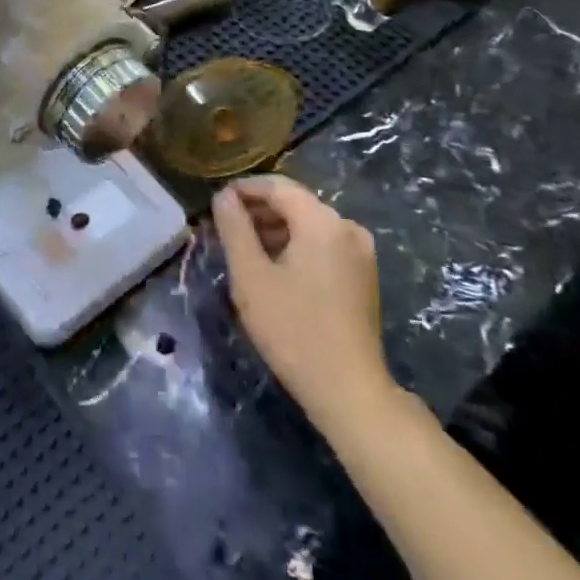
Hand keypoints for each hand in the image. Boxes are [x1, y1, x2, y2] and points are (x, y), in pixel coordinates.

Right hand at [212, 175, 395, 423]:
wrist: (350, 392)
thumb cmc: (294, 331)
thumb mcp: (251, 277)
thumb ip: (234, 228)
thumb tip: (223, 195)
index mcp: (322, 221)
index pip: (277, 187)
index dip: (244, 189)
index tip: (216, 203)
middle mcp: (347, 227)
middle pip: (295, 203)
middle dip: (259, 211)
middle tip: (226, 228)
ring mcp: (360, 252)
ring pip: (309, 224)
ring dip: (276, 230)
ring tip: (245, 249)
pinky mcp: (364, 275)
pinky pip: (324, 244)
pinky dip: (297, 246)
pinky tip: (275, 268)